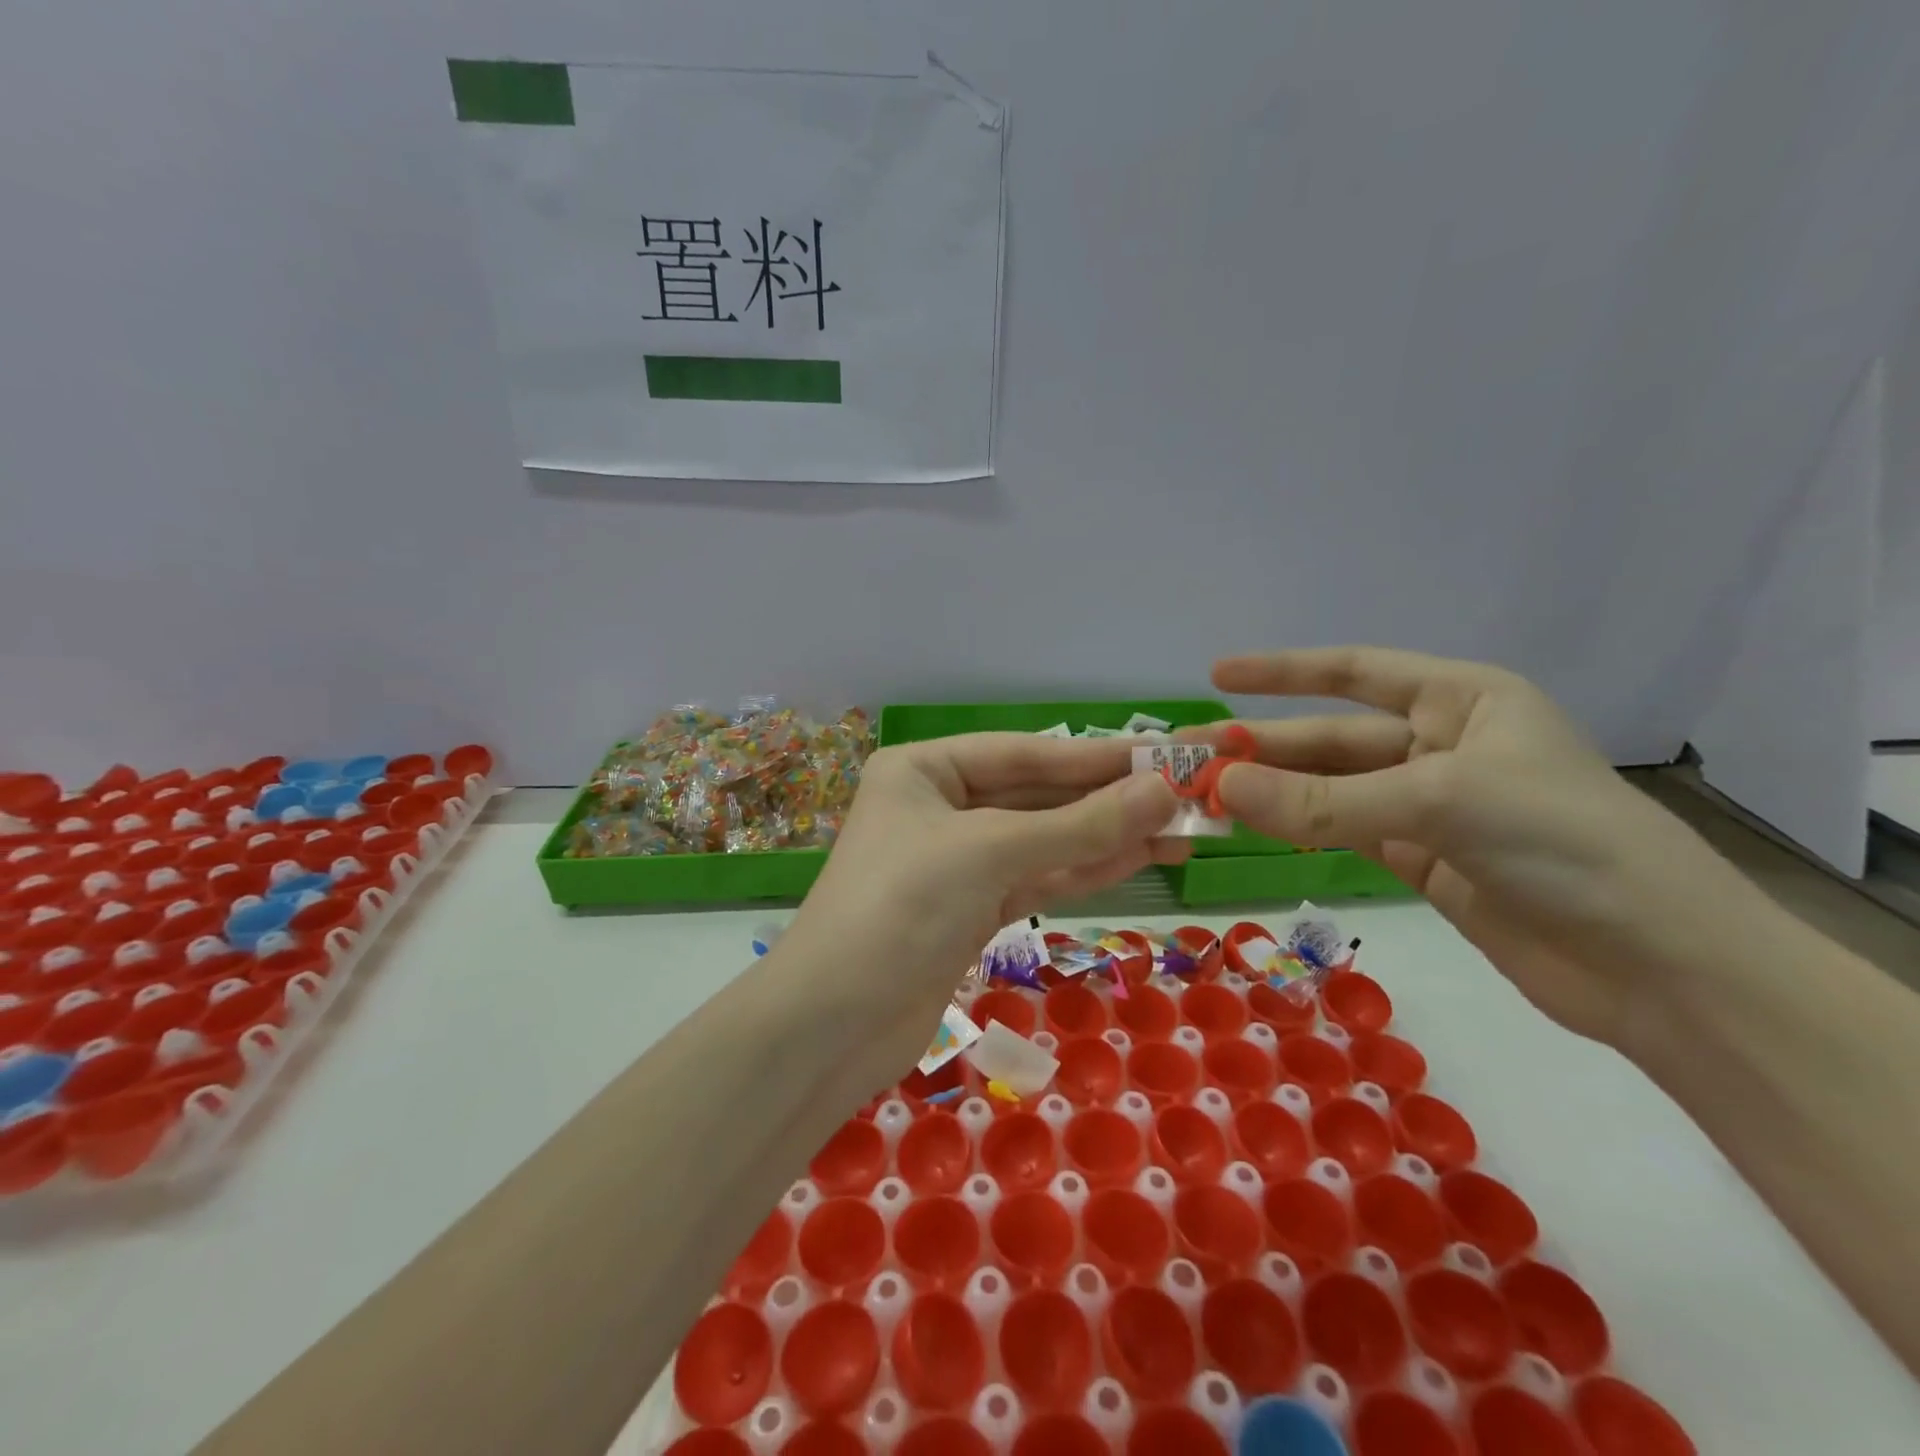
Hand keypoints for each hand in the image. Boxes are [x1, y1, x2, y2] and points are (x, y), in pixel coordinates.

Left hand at [779, 734, 1187, 1083]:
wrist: (834, 1025)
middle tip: (1183, 797)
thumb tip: (1163, 793)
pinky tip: (1137, 858)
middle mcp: (938, 806)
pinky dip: (1083, 870)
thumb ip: (1078, 826)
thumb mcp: (990, 854)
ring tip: (1178, 831)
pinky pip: (1036, 878)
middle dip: (1106, 799)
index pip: (1024, 753)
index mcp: (924, 769)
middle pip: (1036, 795)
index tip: (1162, 756)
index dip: (1095, 756)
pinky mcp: (970, 909)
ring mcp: (956, 861)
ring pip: (1042, 840)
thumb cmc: (901, 908)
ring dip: (1105, 837)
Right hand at [1198, 647, 1767, 1046]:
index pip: (1356, 672)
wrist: (1663, 967)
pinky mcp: (1423, 862)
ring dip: (1273, 794)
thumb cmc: (1565, 844)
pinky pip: (1343, 834)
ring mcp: (1430, 807)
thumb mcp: (1439, 802)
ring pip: (1331, 791)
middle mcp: (1443, 746)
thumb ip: (1323, 801)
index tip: (1217, 676)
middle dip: (1262, 747)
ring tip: (1206, 798)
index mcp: (1464, 701)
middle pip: (1332, 739)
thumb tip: (1220, 790)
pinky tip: (1255, 830)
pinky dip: (1299, 832)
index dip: (1283, 671)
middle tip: (1189, 758)